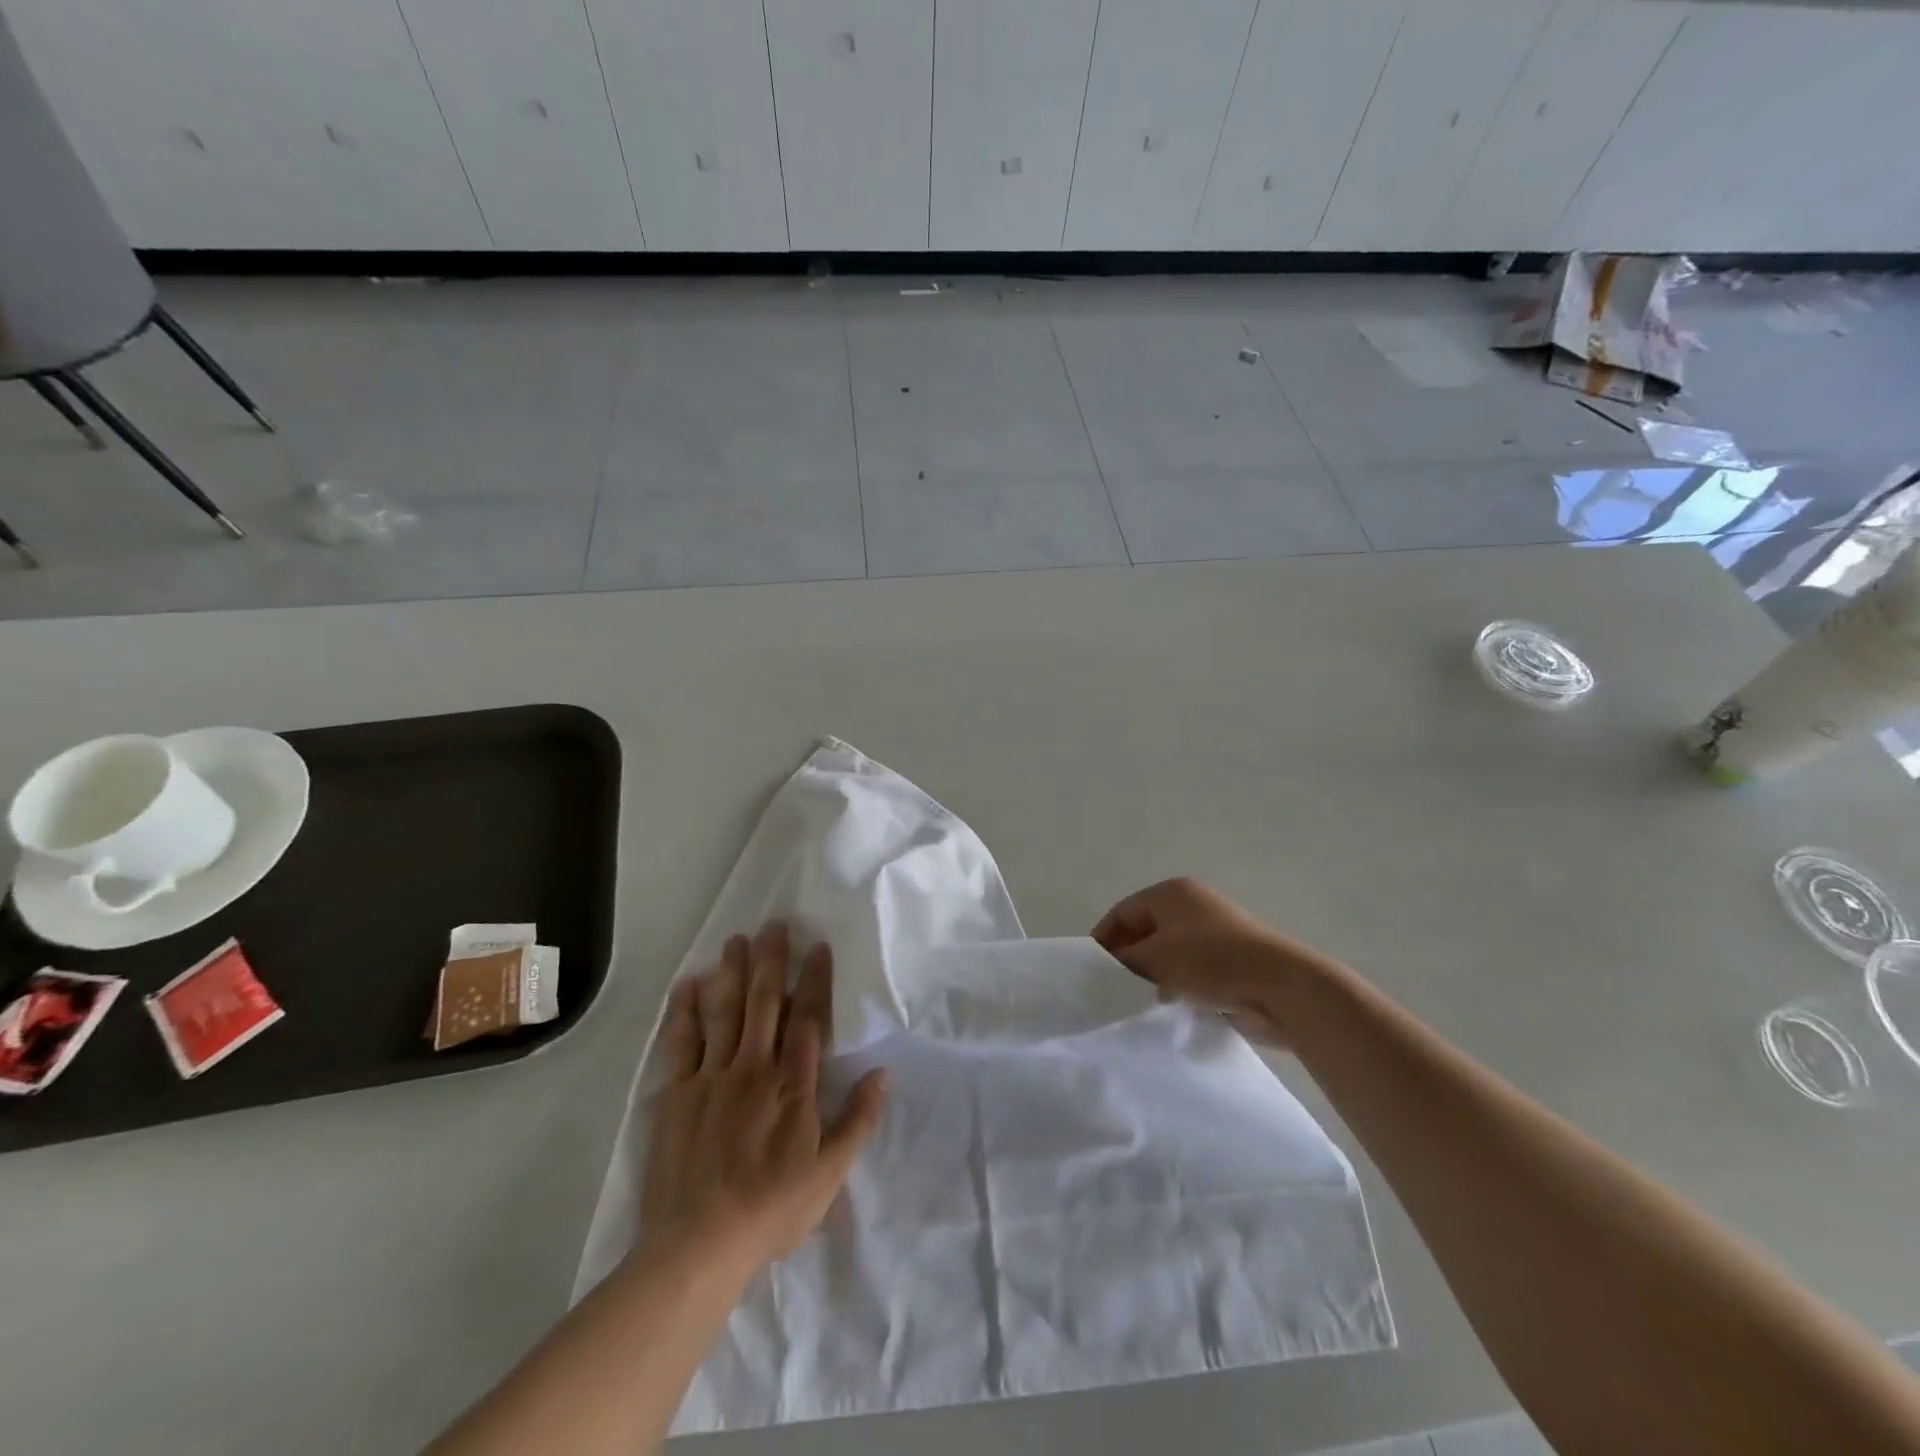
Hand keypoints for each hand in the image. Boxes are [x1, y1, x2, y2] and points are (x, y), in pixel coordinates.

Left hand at [639, 922, 887, 1278]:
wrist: (699, 1245)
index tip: (817, 946)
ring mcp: (713, 1077)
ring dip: (733, 973)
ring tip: (737, 940)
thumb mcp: (830, 1174)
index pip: (809, 1019)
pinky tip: (689, 984)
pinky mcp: (678, 1094)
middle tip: (775, 924)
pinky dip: (685, 1011)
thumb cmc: (773, 1209)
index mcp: (794, 1084)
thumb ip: (858, 1120)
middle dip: (772, 961)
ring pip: (726, 1012)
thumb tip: (883, 1074)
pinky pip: (682, 1042)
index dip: (815, 980)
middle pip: (766, 1003)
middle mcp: (755, 1068)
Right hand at [1092, 878, 1345, 1047]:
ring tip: (1139, 1002)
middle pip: (1145, 931)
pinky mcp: (1231, 960)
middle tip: (1112, 989)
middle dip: (1128, 959)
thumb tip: (1109, 965)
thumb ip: (1124, 960)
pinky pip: (1192, 970)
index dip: (1103, 939)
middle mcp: (1192, 905)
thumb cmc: (1210, 962)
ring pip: (1169, 953)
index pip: (1122, 912)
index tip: (1090, 970)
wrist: (1281, 986)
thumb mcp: (1155, 959)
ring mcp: (1215, 932)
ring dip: (1154, 975)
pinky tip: (1170, 1007)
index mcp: (1171, 892)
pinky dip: (1178, 985)